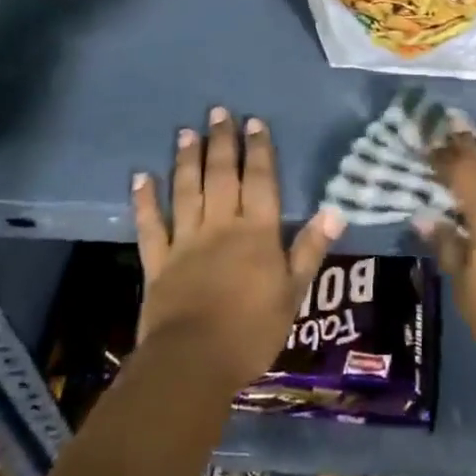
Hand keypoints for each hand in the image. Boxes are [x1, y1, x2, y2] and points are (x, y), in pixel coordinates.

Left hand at [132, 106, 345, 396]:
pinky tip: (140, 177)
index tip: (255, 122)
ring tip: (187, 132)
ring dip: (187, 159)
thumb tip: (335, 210)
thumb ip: (310, 249)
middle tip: (218, 112)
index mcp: (257, 232)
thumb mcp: (293, 293)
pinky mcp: (158, 261)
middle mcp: (221, 225)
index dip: (259, 150)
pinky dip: (144, 200)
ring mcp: (186, 241)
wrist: (193, 363)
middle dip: (222, 141)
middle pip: (223, 175)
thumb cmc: (251, 331)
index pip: (260, 180)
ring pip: (187, 190)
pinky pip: (150, 225)